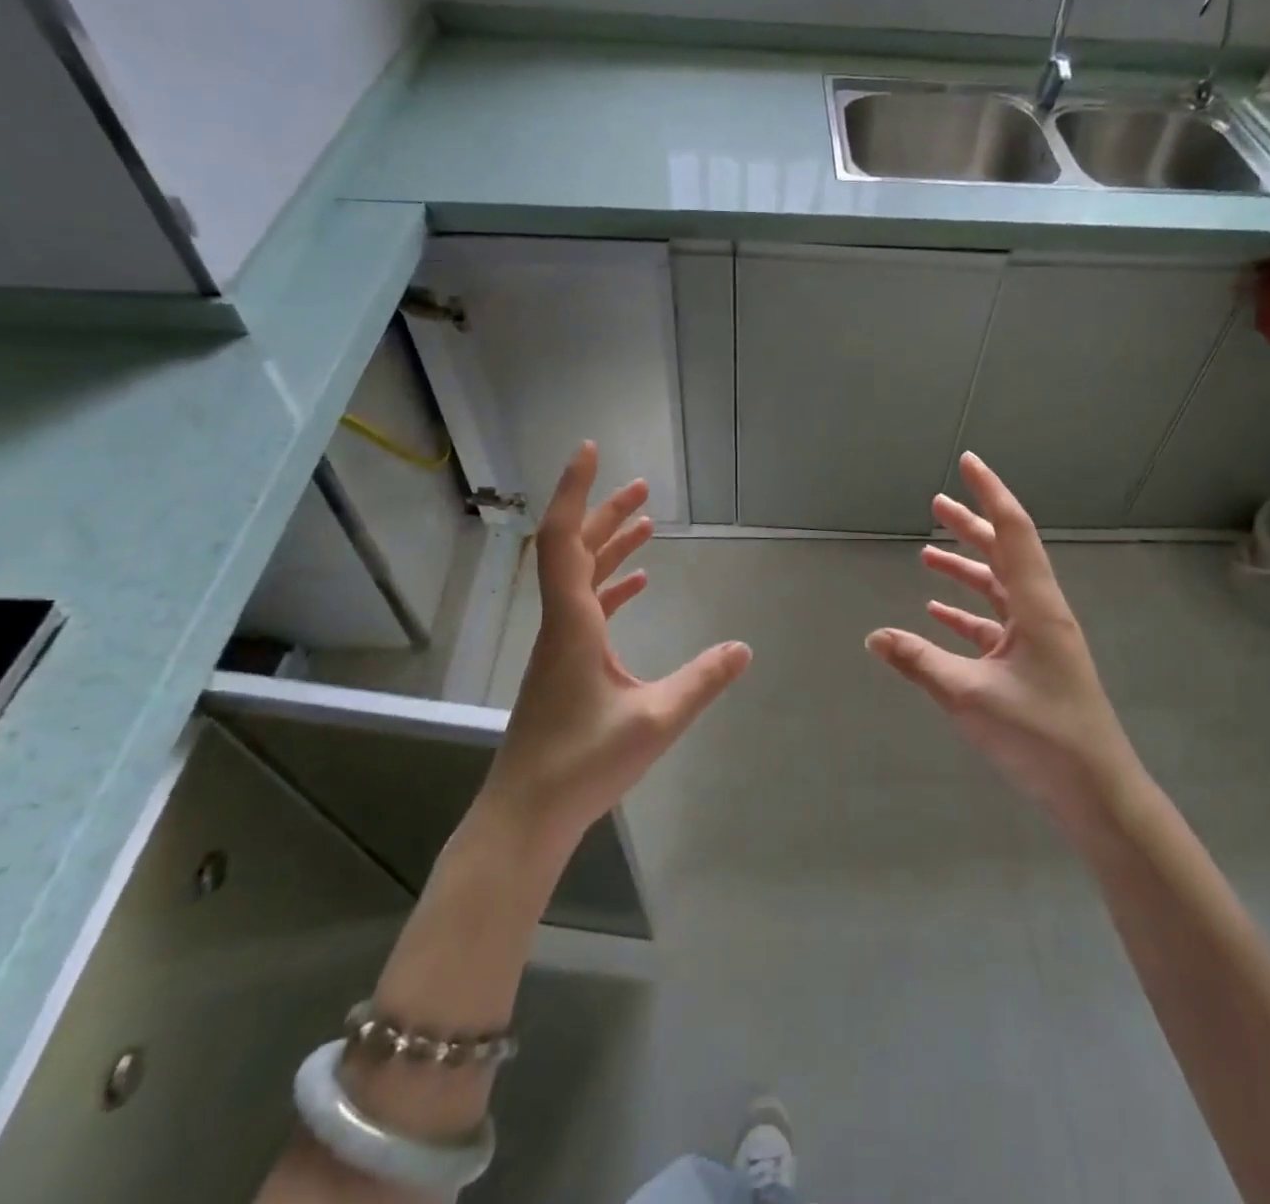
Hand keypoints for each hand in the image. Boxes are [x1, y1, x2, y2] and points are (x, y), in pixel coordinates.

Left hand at [482, 442, 751, 857]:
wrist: (525, 817)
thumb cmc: (583, 764)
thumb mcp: (655, 720)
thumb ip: (702, 680)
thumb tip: (744, 647)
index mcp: (572, 624)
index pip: (563, 539)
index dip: (576, 491)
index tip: (591, 451)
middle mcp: (560, 624)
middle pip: (574, 550)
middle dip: (605, 512)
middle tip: (642, 486)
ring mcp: (560, 646)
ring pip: (580, 578)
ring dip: (610, 546)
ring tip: (648, 522)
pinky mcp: (564, 666)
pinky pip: (587, 608)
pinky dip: (612, 587)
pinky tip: (640, 584)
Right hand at [866, 452, 1141, 829]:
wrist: (1096, 792)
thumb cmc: (1041, 735)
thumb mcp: (971, 696)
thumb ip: (920, 662)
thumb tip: (874, 636)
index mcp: (1037, 605)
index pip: (1012, 531)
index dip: (989, 492)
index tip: (968, 462)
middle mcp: (1041, 612)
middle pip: (1005, 554)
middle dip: (970, 526)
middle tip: (936, 504)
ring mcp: (1039, 639)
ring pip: (998, 589)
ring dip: (965, 571)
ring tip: (926, 557)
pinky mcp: (1032, 665)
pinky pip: (994, 625)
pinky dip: (967, 613)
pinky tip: (937, 614)